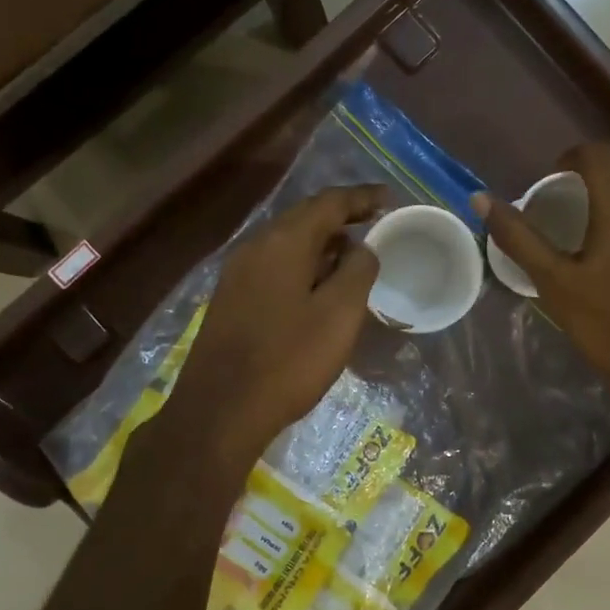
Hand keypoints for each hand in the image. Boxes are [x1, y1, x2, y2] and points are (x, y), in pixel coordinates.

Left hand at [163, 184, 389, 471]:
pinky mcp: (230, 300)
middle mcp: (255, 247)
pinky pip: (274, 266)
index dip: (362, 198)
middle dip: (341, 218)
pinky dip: (302, 265)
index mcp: (283, 242)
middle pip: (304, 218)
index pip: (328, 203)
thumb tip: (361, 248)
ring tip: (353, 256)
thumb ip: (357, 271)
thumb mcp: (339, 315)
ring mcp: (237, 274)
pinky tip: (318, 287)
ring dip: (322, 243)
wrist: (220, 411)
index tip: (390, 199)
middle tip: (374, 223)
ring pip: (287, 244)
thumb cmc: (288, 361)